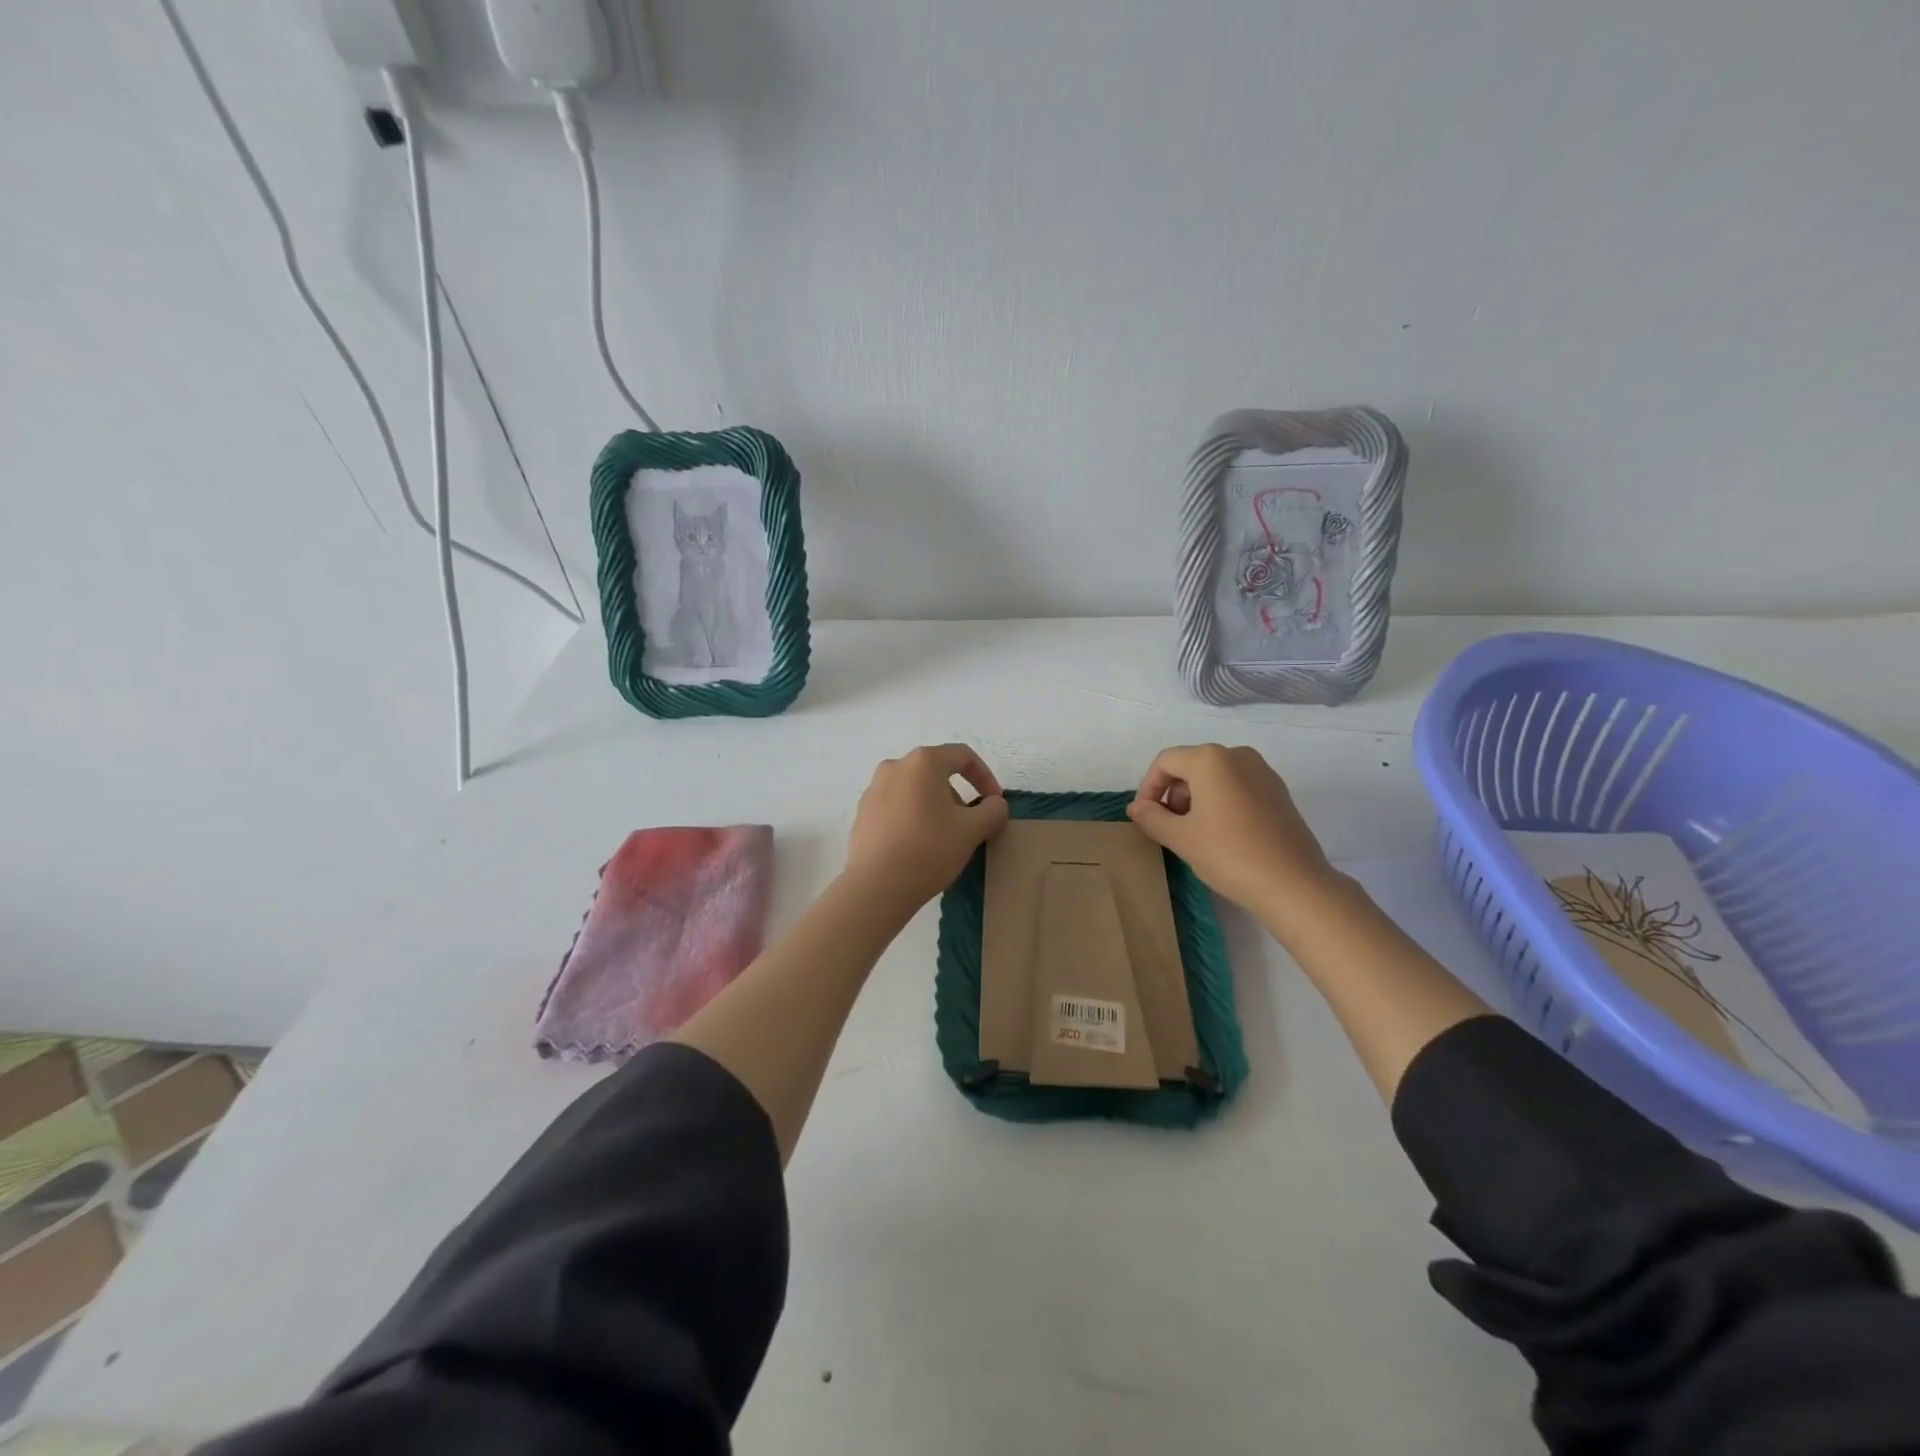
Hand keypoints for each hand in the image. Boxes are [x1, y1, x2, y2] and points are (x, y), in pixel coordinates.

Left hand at [844, 744, 1010, 911]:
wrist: (876, 886)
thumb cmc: (929, 849)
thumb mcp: (972, 830)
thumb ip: (993, 810)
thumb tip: (994, 804)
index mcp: (923, 762)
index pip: (963, 756)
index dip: (985, 777)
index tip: (994, 803)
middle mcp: (895, 766)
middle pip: (936, 771)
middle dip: (958, 794)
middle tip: (970, 823)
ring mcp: (874, 789)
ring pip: (915, 789)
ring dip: (935, 806)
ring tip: (944, 837)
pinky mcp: (862, 813)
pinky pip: (896, 806)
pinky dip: (913, 817)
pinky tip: (918, 845)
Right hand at [1126, 744, 1339, 918]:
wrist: (1294, 884)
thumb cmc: (1229, 854)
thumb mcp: (1181, 837)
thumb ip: (1152, 817)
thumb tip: (1136, 807)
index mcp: (1210, 759)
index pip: (1165, 762)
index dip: (1148, 787)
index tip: (1144, 817)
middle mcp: (1237, 755)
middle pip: (1191, 765)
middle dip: (1172, 793)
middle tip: (1166, 827)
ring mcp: (1262, 771)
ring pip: (1215, 776)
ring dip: (1195, 798)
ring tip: (1192, 833)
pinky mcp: (1278, 791)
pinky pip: (1237, 786)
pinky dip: (1220, 802)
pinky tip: (1220, 834)